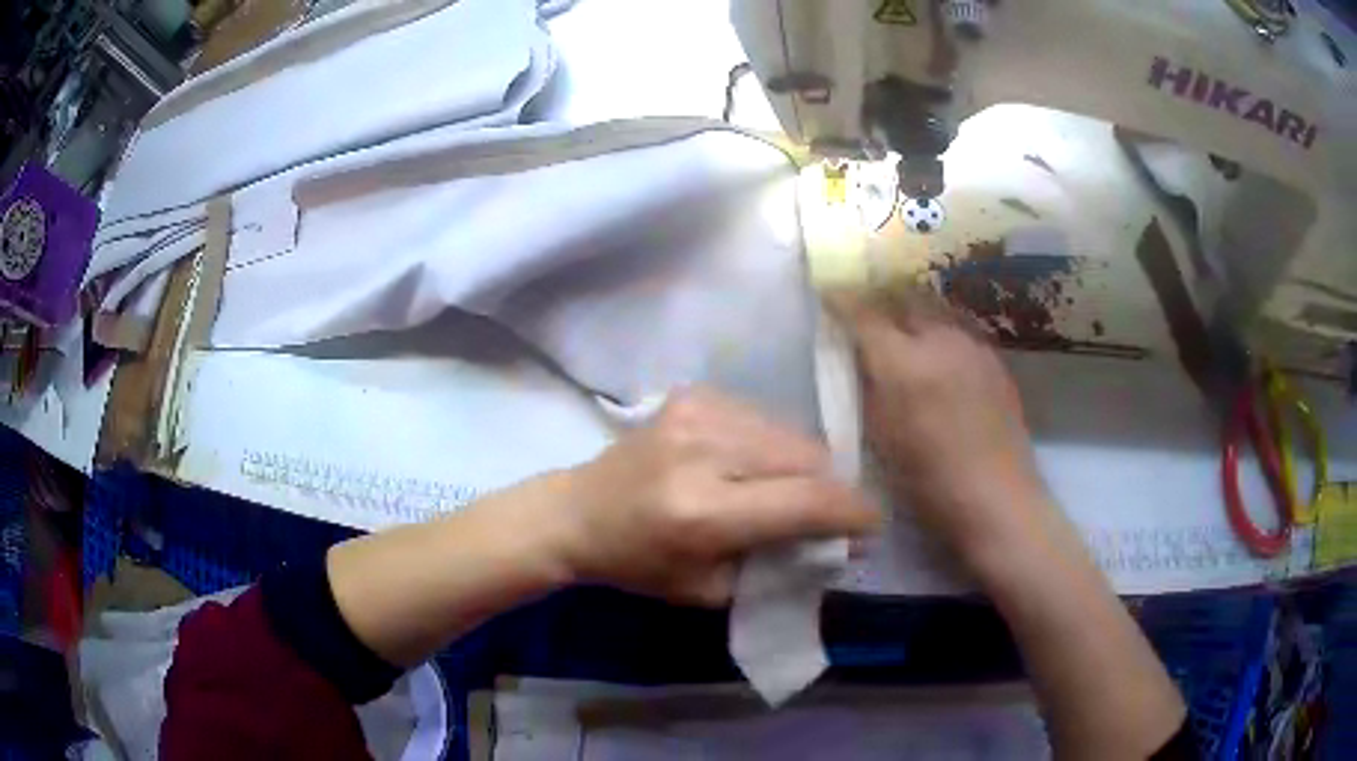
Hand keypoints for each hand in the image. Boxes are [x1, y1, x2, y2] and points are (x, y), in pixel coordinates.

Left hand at [557, 388, 878, 605]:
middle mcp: (704, 449)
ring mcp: (698, 411)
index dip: (852, 514)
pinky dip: (772, 445)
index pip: (807, 501)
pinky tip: (752, 466)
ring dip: (803, 466)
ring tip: (786, 492)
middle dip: (829, 489)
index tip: (871, 528)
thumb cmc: (641, 563)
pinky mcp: (695, 394)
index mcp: (703, 511)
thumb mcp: (712, 588)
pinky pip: (764, 418)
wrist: (578, 511)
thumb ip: (780, 563)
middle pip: (807, 458)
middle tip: (827, 516)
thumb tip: (839, 542)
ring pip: (791, 433)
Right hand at [830, 289, 1050, 564]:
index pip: (864, 311)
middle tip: (868, 315)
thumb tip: (860, 358)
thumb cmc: (929, 483)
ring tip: (905, 333)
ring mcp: (973, 346)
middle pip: (905, 297)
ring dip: (914, 314)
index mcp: (904, 363)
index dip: (842, 299)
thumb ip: (868, 389)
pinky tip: (940, 358)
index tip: (828, 295)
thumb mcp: (880, 438)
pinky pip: (960, 330)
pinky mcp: (996, 360)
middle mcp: (941, 340)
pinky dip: (941, 333)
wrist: (997, 500)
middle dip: (882, 299)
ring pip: (936, 310)